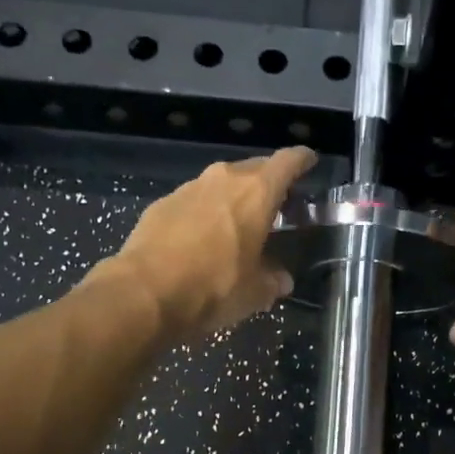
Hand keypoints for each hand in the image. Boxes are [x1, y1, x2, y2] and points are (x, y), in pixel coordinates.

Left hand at [84, 146, 316, 343]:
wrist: (144, 293)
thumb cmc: (214, 287)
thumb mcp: (254, 292)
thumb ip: (272, 280)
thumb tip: (280, 280)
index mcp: (256, 192)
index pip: (287, 162)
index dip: (302, 160)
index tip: (309, 161)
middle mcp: (224, 179)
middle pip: (254, 169)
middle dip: (268, 183)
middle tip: (278, 204)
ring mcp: (188, 188)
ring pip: (221, 184)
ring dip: (233, 198)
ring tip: (239, 223)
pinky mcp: (161, 204)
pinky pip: (194, 201)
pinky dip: (204, 213)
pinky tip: (202, 239)